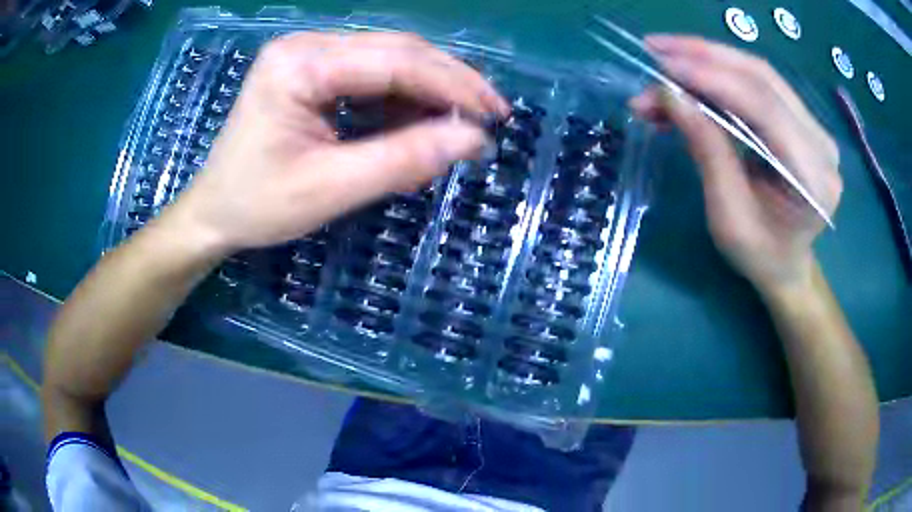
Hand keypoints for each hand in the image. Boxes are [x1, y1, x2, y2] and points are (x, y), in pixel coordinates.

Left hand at [164, 32, 508, 254]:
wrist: (214, 212)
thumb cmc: (257, 205)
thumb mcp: (329, 188)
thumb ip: (402, 160)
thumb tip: (474, 140)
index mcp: (300, 63)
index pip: (395, 61)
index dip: (452, 86)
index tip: (495, 116)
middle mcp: (307, 46)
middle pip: (397, 51)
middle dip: (449, 83)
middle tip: (490, 116)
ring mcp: (310, 56)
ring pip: (392, 61)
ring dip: (429, 93)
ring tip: (456, 129)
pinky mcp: (315, 73)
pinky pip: (374, 77)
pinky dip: (404, 102)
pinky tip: (418, 127)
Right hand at [630, 36, 841, 293]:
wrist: (788, 266)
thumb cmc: (760, 255)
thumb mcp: (728, 216)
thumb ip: (707, 151)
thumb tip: (670, 96)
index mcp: (812, 177)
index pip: (763, 107)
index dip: (712, 78)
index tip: (661, 66)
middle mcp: (821, 143)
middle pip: (762, 77)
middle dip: (704, 56)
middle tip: (655, 49)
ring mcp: (815, 128)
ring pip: (759, 73)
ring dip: (709, 58)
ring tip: (665, 58)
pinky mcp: (803, 121)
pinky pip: (760, 84)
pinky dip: (721, 73)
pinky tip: (692, 75)